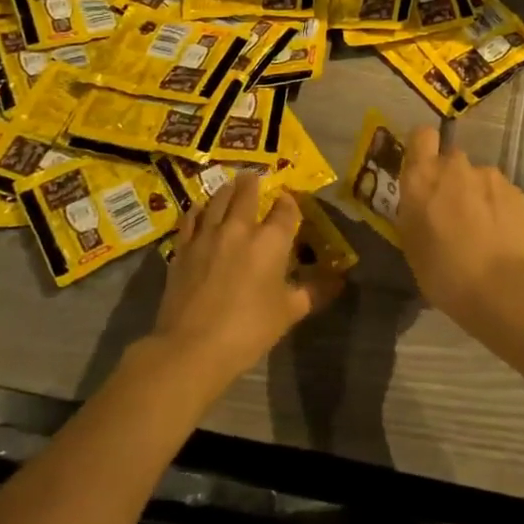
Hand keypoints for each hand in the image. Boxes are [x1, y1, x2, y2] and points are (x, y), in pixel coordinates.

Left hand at [151, 172, 344, 389]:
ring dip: (226, 190)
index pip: (285, 209)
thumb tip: (340, 281)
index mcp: (271, 241)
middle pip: (246, 193)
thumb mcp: (289, 312)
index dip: (289, 202)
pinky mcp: (183, 249)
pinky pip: (191, 219)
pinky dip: (199, 211)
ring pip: (217, 200)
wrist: (193, 347)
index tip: (288, 200)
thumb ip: (313, 292)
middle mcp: (239, 228)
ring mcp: (207, 235)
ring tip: (230, 185)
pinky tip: (201, 210)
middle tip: (254, 176)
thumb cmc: (249, 330)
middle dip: (252, 183)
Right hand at [395, 126, 523, 321]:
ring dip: (476, 193)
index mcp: (421, 177)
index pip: (420, 136)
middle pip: (450, 159)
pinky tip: (500, 233)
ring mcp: (488, 175)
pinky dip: (498, 206)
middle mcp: (454, 166)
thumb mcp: (411, 242)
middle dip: (450, 178)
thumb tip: (423, 201)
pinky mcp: (515, 190)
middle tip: (452, 211)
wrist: (500, 286)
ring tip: (481, 228)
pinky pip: (500, 191)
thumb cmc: (442, 271)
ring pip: (477, 176)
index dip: (423, 149)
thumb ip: (414, 209)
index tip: (423, 170)